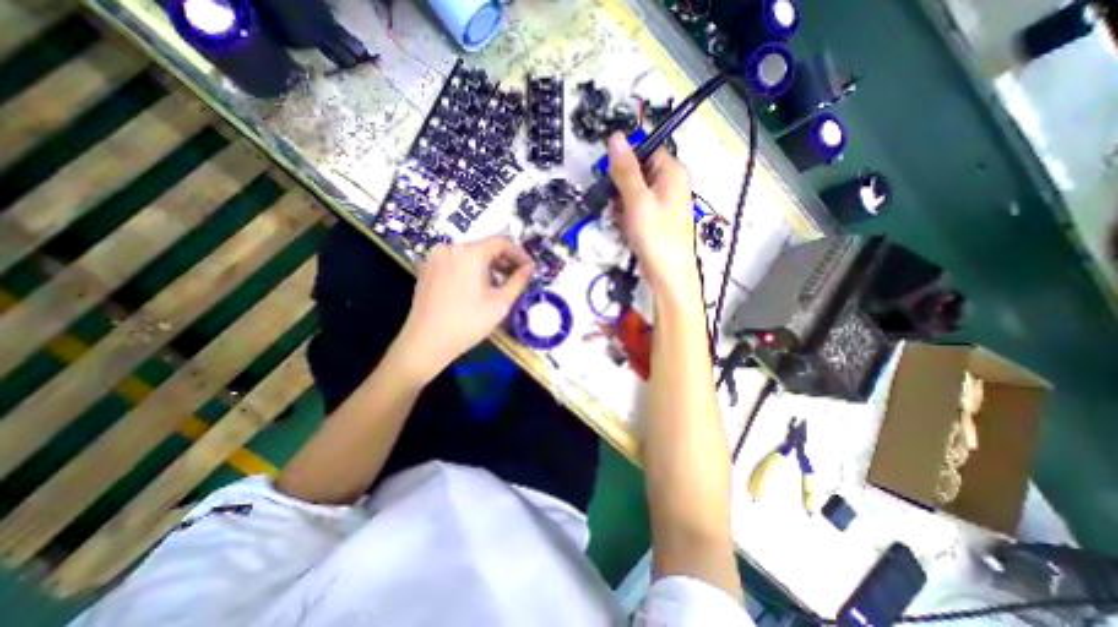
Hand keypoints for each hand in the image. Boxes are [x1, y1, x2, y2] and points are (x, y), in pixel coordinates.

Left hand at [390, 236, 534, 378]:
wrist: (426, 342)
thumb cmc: (468, 323)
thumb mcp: (500, 303)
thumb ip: (519, 281)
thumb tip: (531, 267)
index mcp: (470, 253)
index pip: (501, 242)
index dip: (519, 253)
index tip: (529, 267)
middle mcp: (451, 248)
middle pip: (484, 247)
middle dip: (504, 261)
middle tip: (517, 277)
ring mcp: (436, 257)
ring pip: (470, 254)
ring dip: (488, 265)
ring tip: (498, 284)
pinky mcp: (427, 268)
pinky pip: (456, 261)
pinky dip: (471, 268)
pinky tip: (476, 287)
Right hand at [608, 132, 696, 297]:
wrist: (668, 274)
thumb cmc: (656, 236)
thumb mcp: (637, 200)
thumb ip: (625, 170)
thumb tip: (616, 137)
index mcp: (673, 172)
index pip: (645, 150)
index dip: (625, 161)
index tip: (611, 178)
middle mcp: (671, 183)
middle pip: (638, 172)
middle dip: (621, 189)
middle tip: (617, 205)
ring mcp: (664, 203)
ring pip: (634, 192)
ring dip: (622, 204)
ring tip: (622, 220)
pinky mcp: (657, 219)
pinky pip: (637, 209)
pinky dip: (628, 216)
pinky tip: (625, 228)